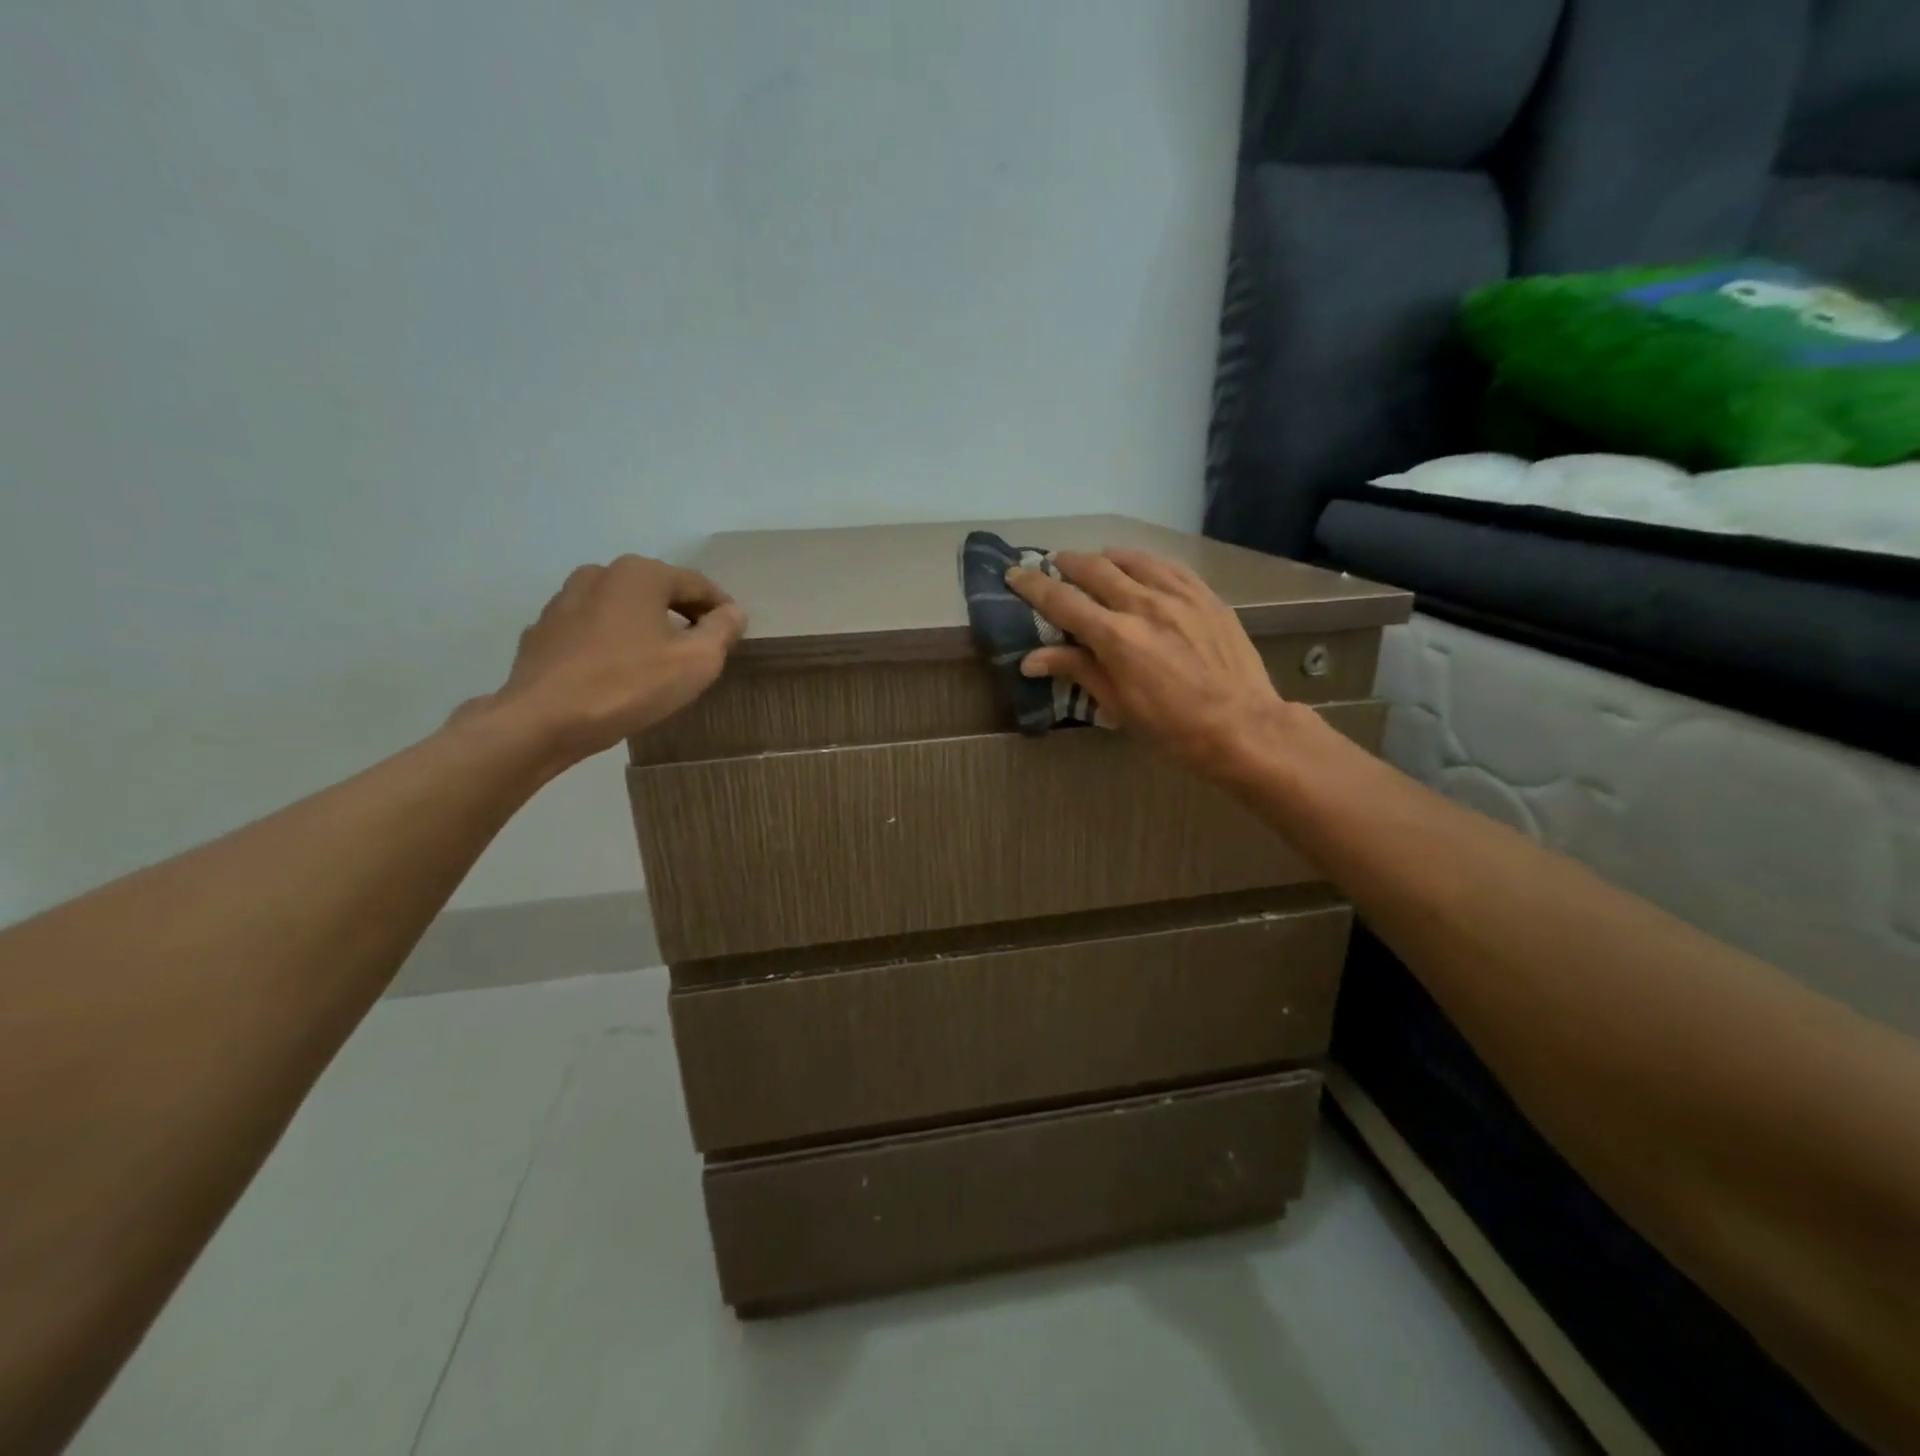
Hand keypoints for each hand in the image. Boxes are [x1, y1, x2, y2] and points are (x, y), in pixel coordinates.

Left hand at [459, 555, 745, 767]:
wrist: (543, 720)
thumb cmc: (629, 685)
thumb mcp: (697, 662)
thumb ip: (722, 630)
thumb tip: (732, 612)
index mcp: (640, 574)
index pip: (696, 584)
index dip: (721, 609)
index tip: (734, 634)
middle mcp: (599, 574)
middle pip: (657, 591)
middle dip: (682, 616)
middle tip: (701, 649)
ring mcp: (564, 600)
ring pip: (621, 608)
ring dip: (645, 627)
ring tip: (658, 661)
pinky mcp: (543, 631)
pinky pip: (592, 630)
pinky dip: (611, 642)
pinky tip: (617, 671)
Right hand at [1006, 548, 1289, 777]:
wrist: (1243, 727)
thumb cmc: (1172, 729)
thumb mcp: (1118, 706)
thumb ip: (1077, 670)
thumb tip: (1030, 659)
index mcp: (1116, 638)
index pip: (1063, 601)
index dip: (1034, 585)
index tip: (1014, 574)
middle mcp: (1143, 605)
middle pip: (1094, 569)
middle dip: (1066, 563)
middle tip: (1051, 564)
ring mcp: (1178, 596)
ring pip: (1131, 559)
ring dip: (1104, 557)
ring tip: (1093, 561)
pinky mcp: (1205, 596)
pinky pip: (1168, 565)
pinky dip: (1143, 560)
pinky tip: (1138, 564)